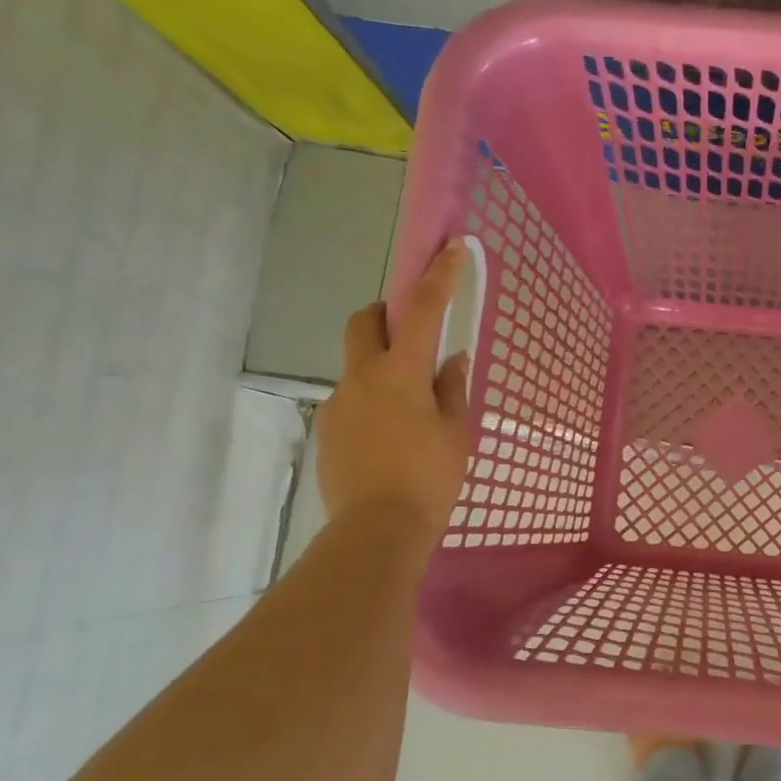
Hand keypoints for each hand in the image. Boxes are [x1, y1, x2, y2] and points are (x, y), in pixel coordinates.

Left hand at [314, 241, 472, 551]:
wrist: (377, 531)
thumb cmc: (429, 479)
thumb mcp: (455, 433)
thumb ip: (452, 389)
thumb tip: (452, 359)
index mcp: (401, 373)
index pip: (422, 310)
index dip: (439, 276)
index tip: (451, 249)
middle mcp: (361, 377)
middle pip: (364, 321)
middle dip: (385, 314)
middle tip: (411, 335)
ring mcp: (337, 403)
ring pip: (357, 366)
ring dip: (381, 370)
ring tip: (408, 414)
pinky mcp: (325, 430)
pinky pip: (350, 401)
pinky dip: (371, 404)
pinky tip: (389, 441)